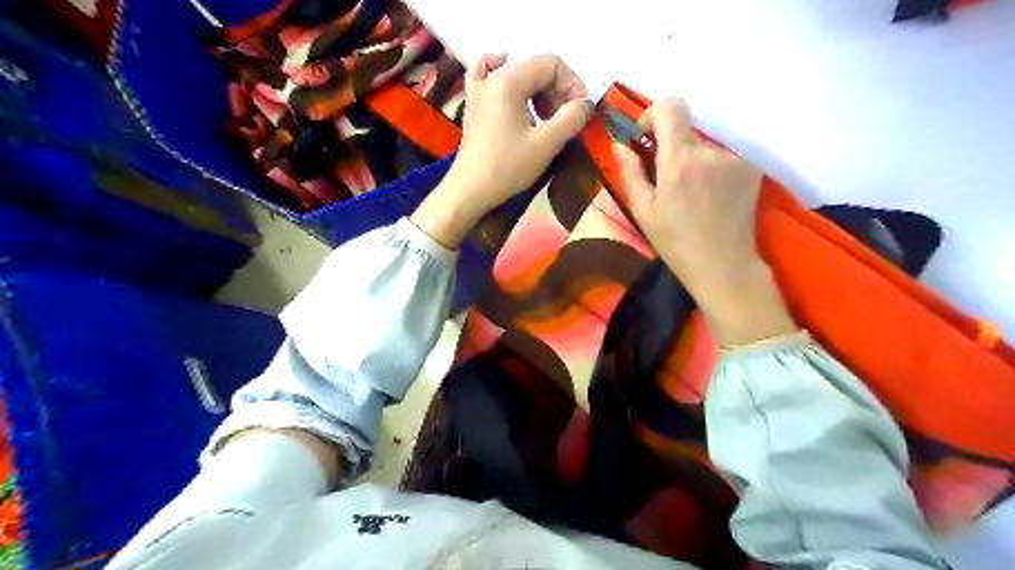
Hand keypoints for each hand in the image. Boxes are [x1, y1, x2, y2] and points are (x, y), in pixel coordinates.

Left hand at [408, 54, 591, 249]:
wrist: (470, 190)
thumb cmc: (507, 167)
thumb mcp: (546, 144)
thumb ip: (571, 118)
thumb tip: (585, 105)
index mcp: (509, 80)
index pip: (552, 64)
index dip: (573, 85)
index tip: (581, 112)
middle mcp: (492, 77)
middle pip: (535, 68)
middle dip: (558, 91)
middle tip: (566, 120)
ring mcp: (479, 90)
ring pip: (518, 75)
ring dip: (540, 93)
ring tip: (547, 119)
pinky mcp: (473, 106)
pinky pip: (489, 77)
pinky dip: (506, 79)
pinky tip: (513, 86)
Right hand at [615, 99, 795, 343]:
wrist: (723, 265)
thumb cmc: (675, 242)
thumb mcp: (643, 210)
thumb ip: (630, 171)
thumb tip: (619, 144)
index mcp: (679, 160)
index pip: (671, 106)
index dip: (654, 115)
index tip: (646, 138)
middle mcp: (710, 151)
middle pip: (685, 130)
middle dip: (671, 148)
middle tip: (666, 181)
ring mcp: (734, 159)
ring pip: (703, 146)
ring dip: (692, 161)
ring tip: (691, 196)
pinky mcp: (750, 168)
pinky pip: (722, 158)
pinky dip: (711, 170)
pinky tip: (710, 198)